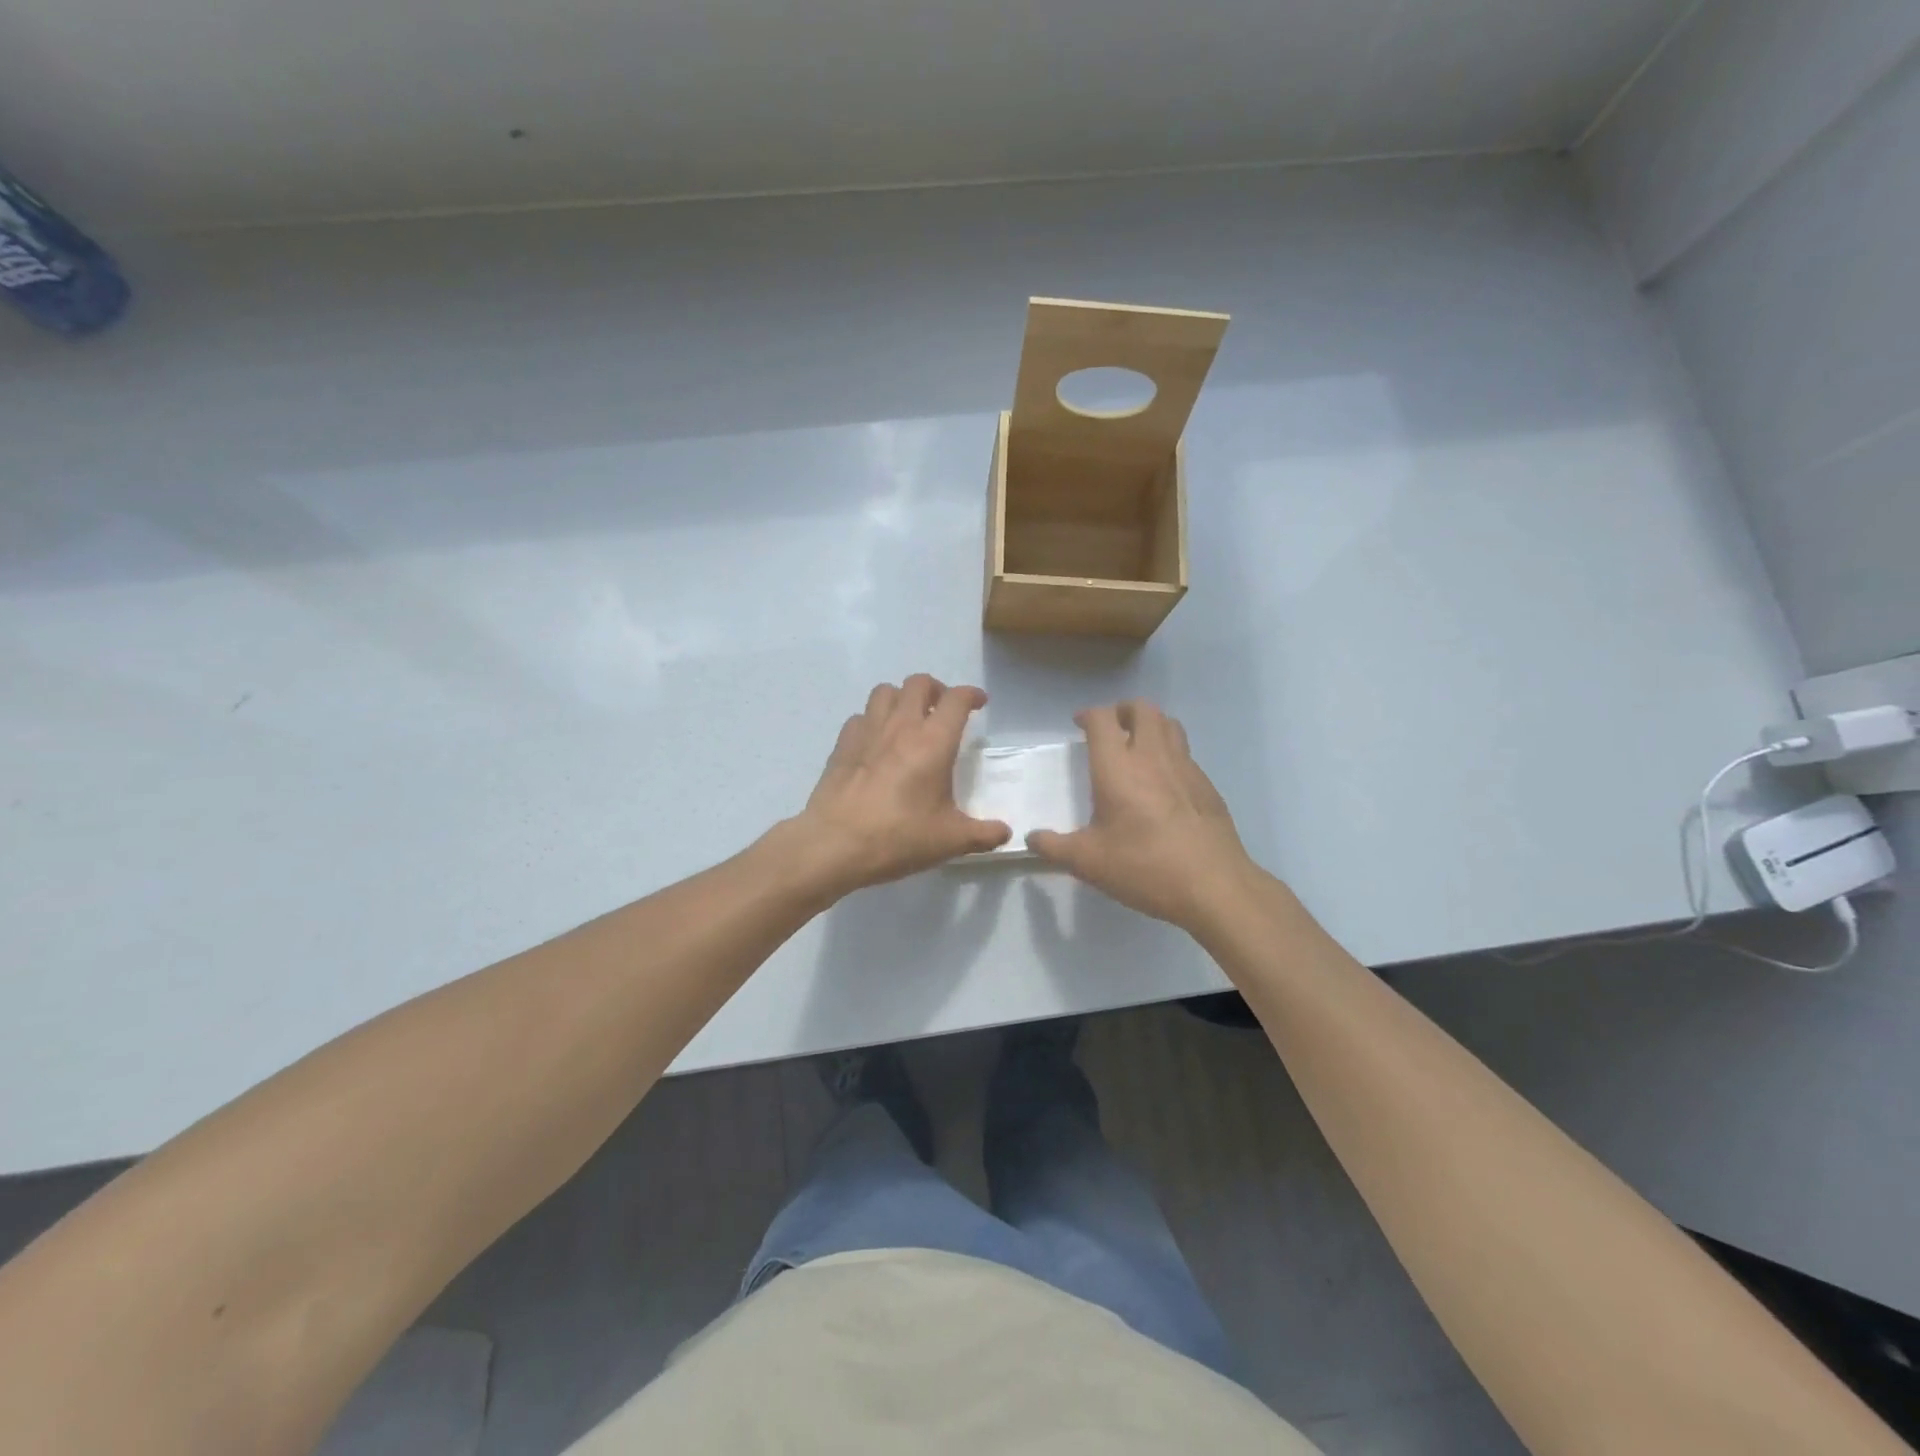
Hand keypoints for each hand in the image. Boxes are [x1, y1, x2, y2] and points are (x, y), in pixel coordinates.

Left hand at [797, 674, 1011, 892]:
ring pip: (885, 691)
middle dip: (936, 689)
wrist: (835, 844)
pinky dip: (873, 720)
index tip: (979, 703)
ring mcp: (867, 731)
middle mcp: (901, 726)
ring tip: (909, 719)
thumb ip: (982, 835)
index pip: (956, 699)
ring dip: (902, 697)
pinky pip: (861, 716)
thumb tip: (1005, 833)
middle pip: (919, 683)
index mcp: (933, 741)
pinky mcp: (842, 744)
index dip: (971, 695)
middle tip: (943, 710)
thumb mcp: (949, 841)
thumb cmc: (898, 837)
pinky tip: (877, 742)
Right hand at [1028, 700, 1256, 930]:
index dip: (1089, 715)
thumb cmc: (1144, 867)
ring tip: (1137, 745)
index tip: (1080, 725)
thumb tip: (1032, 838)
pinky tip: (1163, 782)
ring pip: (1169, 724)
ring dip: (1150, 725)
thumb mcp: (1088, 863)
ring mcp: (1185, 767)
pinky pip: (1185, 753)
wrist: (1213, 885)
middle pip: (1141, 709)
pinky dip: (1170, 752)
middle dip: (1122, 710)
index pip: (1103, 719)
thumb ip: (1054, 847)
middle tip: (1110, 729)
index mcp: (1118, 767)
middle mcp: (1152, 756)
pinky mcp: (1206, 785)